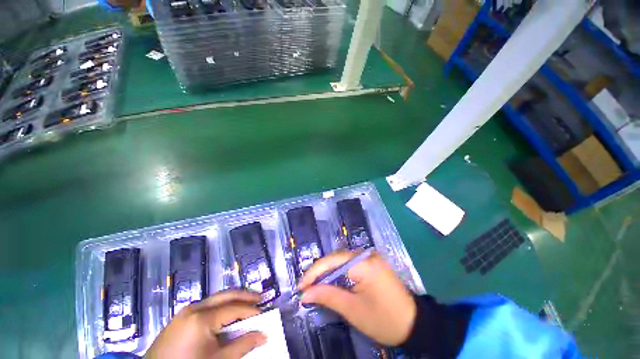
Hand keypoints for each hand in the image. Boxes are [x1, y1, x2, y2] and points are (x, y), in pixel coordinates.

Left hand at [145, 290, 266, 358]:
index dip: (251, 310)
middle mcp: (194, 308)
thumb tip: (263, 335)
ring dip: (233, 299)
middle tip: (259, 298)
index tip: (264, 314)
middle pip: (225, 295)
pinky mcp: (181, 317)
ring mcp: (185, 311)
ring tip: (247, 303)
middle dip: (244, 295)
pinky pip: (206, 306)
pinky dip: (221, 306)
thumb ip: (242, 346)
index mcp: (202, 318)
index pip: (234, 308)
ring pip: (216, 298)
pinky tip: (227, 313)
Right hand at [298, 251, 416, 345]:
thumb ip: (327, 296)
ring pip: (342, 261)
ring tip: (316, 286)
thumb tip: (305, 293)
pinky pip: (351, 264)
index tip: (300, 287)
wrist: (415, 324)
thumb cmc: (384, 320)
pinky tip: (332, 282)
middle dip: (320, 273)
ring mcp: (371, 257)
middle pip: (336, 259)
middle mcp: (366, 254)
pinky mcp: (373, 263)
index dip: (313, 273)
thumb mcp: (353, 310)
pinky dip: (339, 274)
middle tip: (306, 288)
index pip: (331, 261)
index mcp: (363, 263)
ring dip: (329, 273)